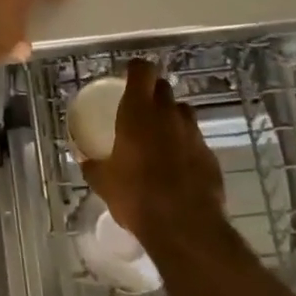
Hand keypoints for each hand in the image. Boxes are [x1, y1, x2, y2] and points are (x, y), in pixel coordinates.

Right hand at [84, 58, 224, 236]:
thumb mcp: (103, 182)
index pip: (142, 70)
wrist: (184, 226)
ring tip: (159, 137)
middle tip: (140, 109)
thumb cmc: (136, 196)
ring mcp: (193, 134)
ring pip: (182, 113)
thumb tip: (85, 160)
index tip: (128, 76)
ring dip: (171, 118)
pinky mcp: (210, 155)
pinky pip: (195, 140)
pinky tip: (176, 166)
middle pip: (164, 88)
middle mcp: (168, 115)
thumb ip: (93, 165)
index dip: (136, 69)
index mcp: (138, 112)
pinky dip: (185, 145)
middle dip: (153, 93)